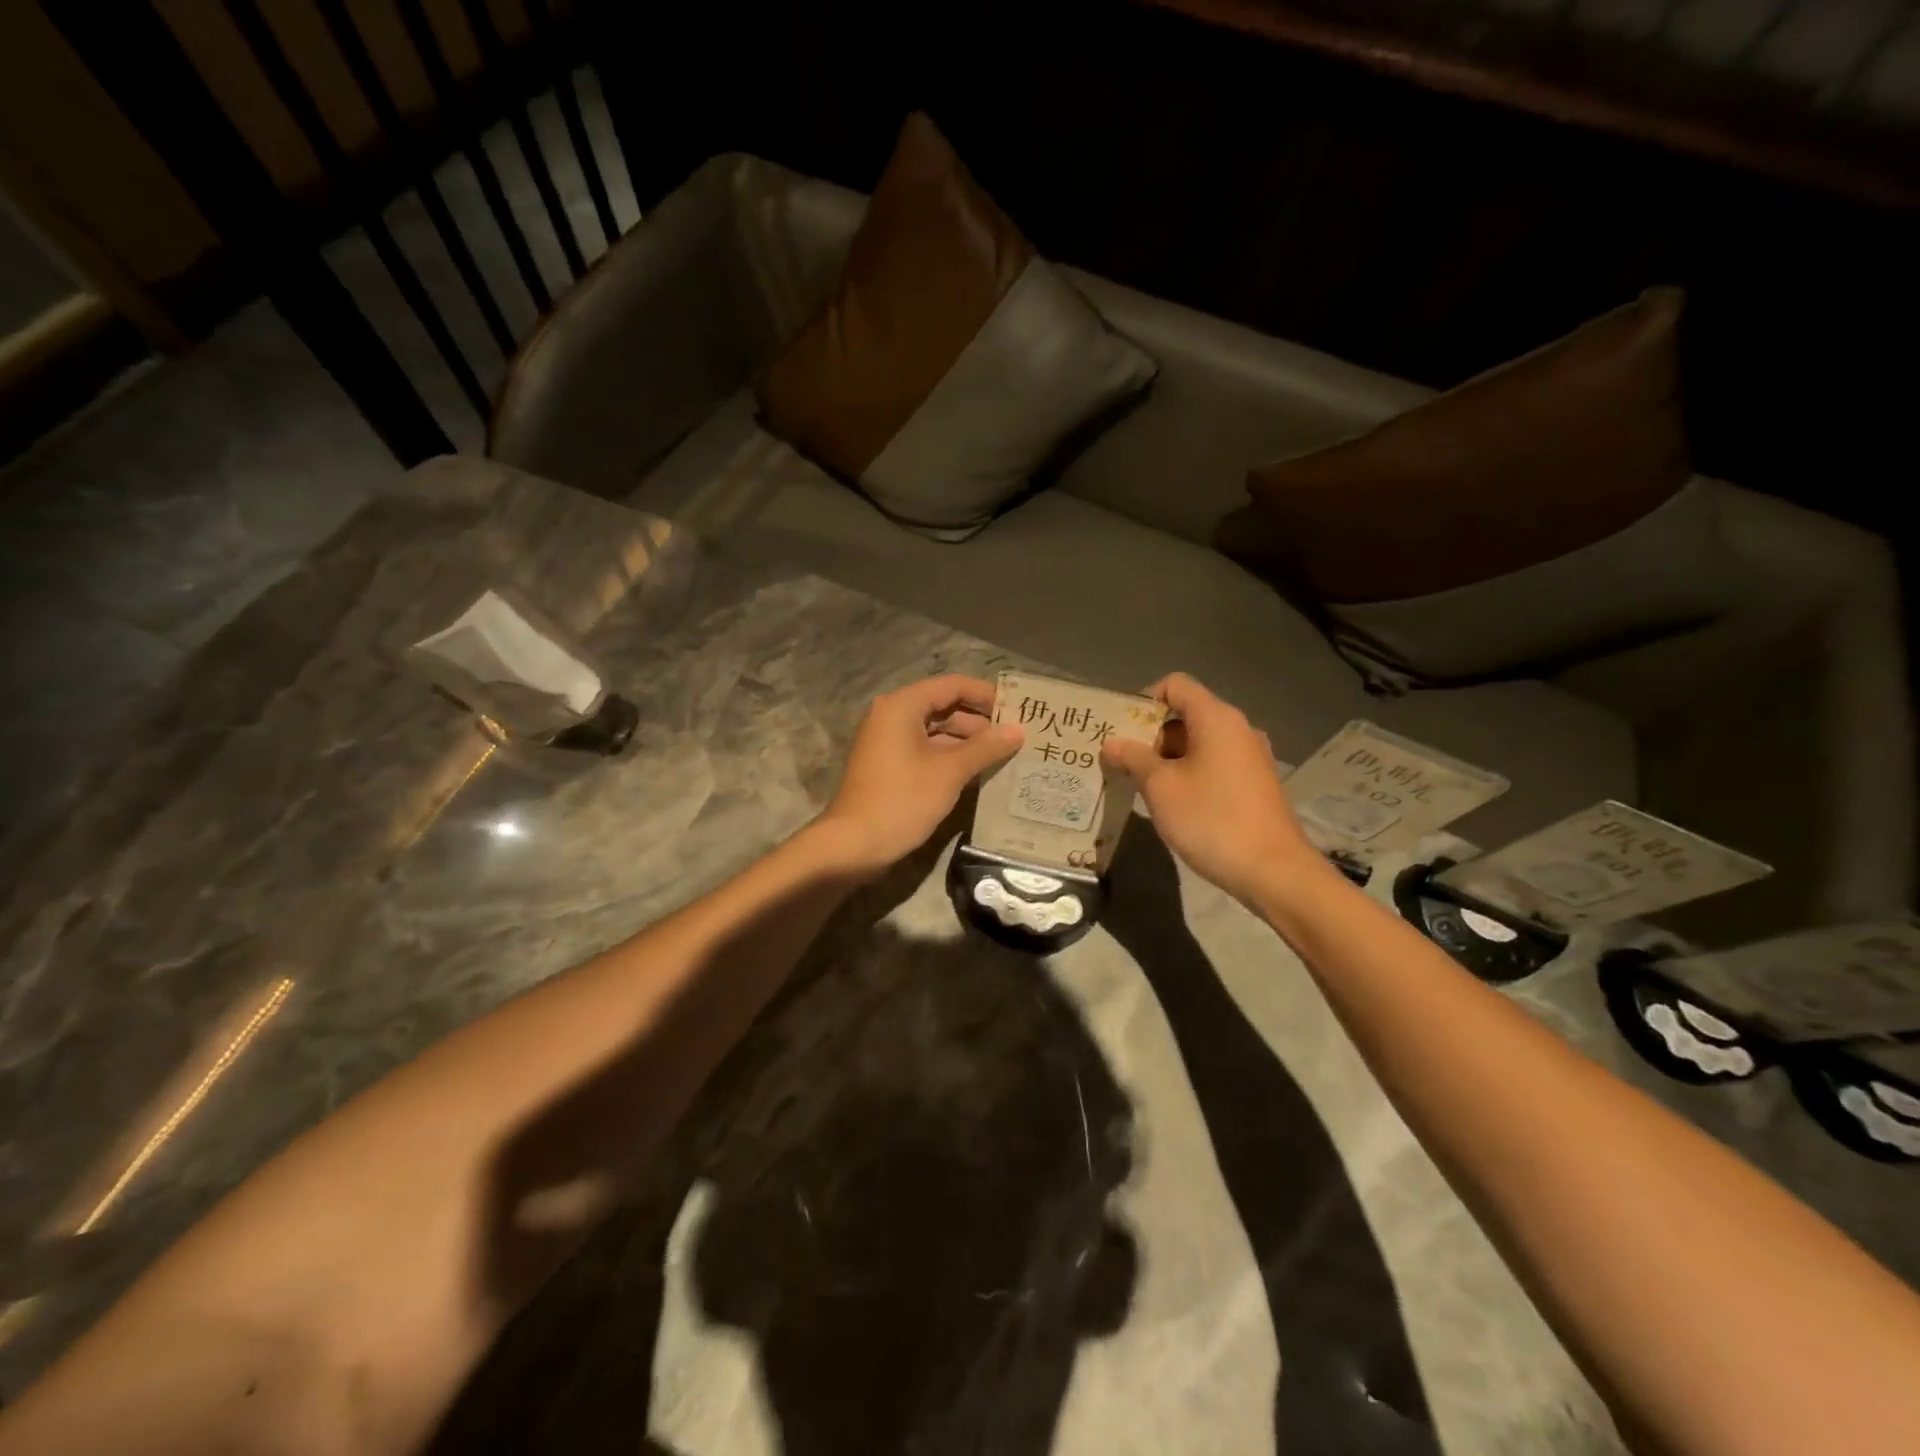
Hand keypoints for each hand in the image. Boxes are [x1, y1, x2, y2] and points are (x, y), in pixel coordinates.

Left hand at [818, 674, 1022, 875]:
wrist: (853, 845)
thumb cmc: (902, 800)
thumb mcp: (949, 772)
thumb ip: (985, 747)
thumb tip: (1018, 730)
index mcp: (902, 706)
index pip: (952, 685)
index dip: (986, 694)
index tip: (1017, 708)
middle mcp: (892, 716)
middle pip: (944, 707)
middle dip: (979, 722)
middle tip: (1016, 737)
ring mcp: (888, 741)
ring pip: (936, 731)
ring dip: (967, 743)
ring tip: (1004, 756)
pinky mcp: (889, 766)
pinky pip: (926, 751)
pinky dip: (950, 758)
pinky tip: (978, 773)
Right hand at [1100, 673, 1321, 905]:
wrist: (1273, 871)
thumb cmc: (1211, 819)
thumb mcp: (1160, 787)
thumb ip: (1133, 758)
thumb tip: (1112, 742)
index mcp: (1217, 718)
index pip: (1175, 685)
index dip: (1143, 699)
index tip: (1121, 729)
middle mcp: (1238, 729)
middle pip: (1186, 714)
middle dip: (1150, 734)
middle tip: (1121, 761)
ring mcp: (1250, 757)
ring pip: (1199, 742)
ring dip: (1167, 758)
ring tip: (1140, 785)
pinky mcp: (1255, 783)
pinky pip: (1214, 764)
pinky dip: (1189, 773)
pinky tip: (1171, 803)